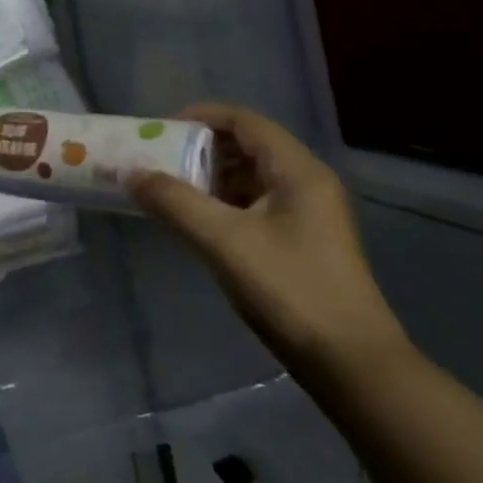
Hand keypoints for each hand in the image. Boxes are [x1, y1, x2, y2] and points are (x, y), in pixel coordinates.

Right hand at [129, 103, 408, 389]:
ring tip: (170, 193)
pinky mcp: (304, 242)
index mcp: (297, 170)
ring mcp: (309, 214)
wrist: (352, 364)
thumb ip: (174, 201)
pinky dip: (223, 204)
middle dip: (199, 149)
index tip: (160, 131)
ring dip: (209, 178)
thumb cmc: (290, 289)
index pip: (243, 120)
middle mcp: (306, 182)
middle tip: (159, 162)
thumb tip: (130, 172)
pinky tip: (197, 224)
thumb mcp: (223, 241)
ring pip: (250, 177)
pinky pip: (255, 205)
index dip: (199, 117)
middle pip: (246, 145)